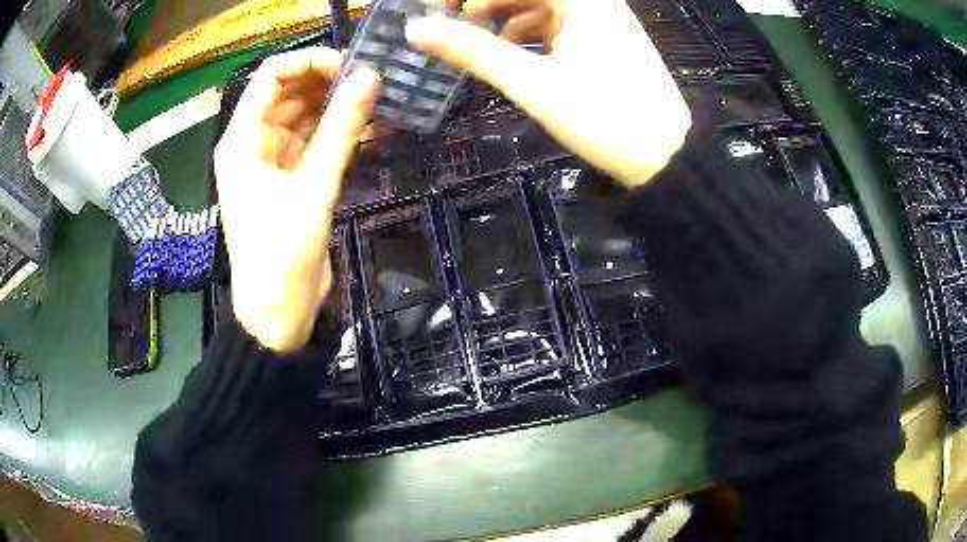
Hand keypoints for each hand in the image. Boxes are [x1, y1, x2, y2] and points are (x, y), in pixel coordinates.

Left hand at [214, 47, 379, 351]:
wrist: (278, 313)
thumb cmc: (281, 255)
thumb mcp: (312, 189)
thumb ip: (341, 130)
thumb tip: (370, 78)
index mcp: (241, 140)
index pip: (271, 77)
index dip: (308, 62)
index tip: (350, 66)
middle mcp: (253, 143)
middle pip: (289, 92)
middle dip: (327, 82)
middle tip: (373, 80)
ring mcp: (272, 160)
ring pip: (305, 115)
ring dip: (336, 106)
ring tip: (377, 98)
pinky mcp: (291, 178)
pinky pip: (314, 141)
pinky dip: (338, 132)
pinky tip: (369, 126)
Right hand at [408, 0, 690, 186]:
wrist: (667, 157)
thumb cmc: (605, 117)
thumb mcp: (533, 83)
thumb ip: (473, 50)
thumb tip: (417, 29)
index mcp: (584, 0)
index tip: (443, 7)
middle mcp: (597, 2)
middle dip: (490, 3)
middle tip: (455, 20)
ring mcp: (605, 20)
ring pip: (545, 6)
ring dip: (509, 16)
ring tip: (479, 37)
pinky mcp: (608, 41)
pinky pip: (561, 23)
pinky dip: (533, 32)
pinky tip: (516, 51)